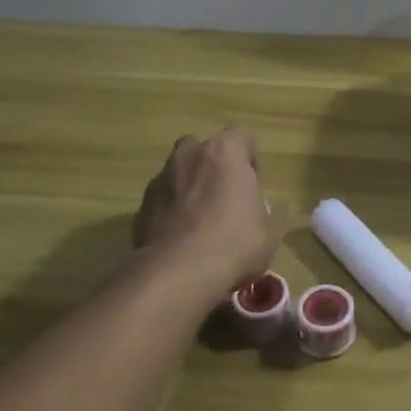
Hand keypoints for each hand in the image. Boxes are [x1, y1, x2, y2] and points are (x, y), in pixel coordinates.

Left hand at [131, 128, 277, 298]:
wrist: (177, 274)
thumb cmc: (234, 243)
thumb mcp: (269, 232)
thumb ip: (267, 212)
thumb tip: (263, 210)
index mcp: (225, 151)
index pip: (242, 136)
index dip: (250, 159)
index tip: (254, 185)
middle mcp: (190, 155)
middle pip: (204, 149)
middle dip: (214, 167)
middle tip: (225, 197)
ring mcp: (161, 179)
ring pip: (179, 173)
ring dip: (190, 188)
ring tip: (200, 222)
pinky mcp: (141, 207)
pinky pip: (162, 201)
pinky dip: (171, 212)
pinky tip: (181, 240)